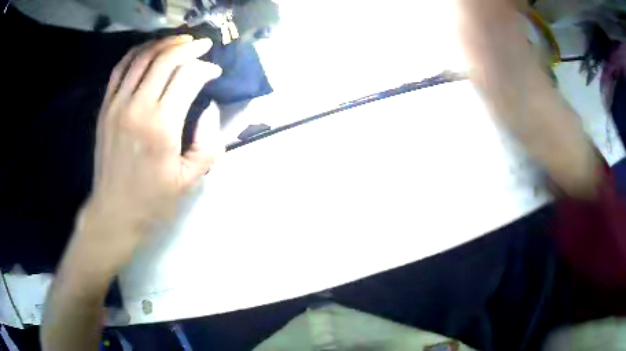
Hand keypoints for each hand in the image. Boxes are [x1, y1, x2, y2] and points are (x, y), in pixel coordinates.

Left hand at [77, 35, 223, 269]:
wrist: (114, 211)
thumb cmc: (153, 200)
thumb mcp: (190, 179)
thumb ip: (208, 143)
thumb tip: (209, 109)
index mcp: (162, 126)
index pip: (188, 77)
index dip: (206, 68)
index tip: (215, 72)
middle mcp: (138, 107)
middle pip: (166, 59)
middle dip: (189, 47)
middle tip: (203, 45)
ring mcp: (117, 104)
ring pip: (143, 57)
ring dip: (165, 43)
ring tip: (181, 40)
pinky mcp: (106, 107)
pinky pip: (120, 68)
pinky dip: (137, 52)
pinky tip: (150, 49)